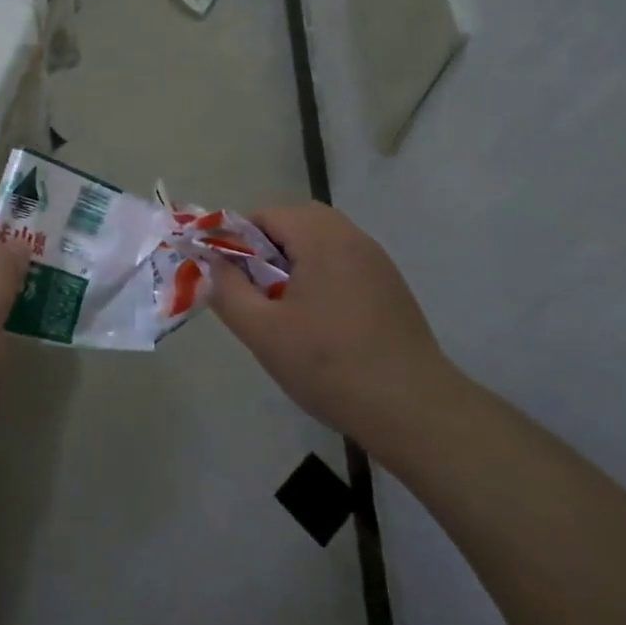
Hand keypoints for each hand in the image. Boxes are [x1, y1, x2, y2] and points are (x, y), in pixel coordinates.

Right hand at [205, 202, 445, 433]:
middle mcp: (353, 238)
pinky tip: (318, 323)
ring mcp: (377, 262)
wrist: (412, 409)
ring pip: (321, 243)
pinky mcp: (391, 287)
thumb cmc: (329, 365)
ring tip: (283, 310)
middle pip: (296, 222)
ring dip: (294, 263)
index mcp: (322, 238)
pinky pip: (343, 264)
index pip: (266, 214)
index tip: (230, 278)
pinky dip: (320, 277)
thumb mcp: (262, 332)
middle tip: (255, 292)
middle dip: (267, 250)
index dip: (238, 240)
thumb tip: (213, 263)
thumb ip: (228, 291)